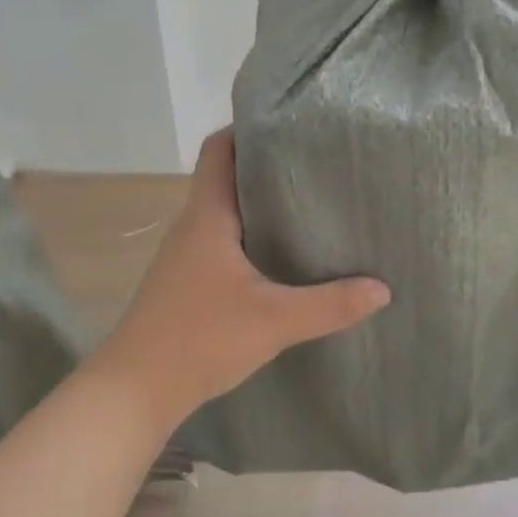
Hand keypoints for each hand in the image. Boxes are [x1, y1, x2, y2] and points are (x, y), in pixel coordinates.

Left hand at [92, 129, 390, 426]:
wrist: (135, 390)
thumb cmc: (200, 339)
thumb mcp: (275, 321)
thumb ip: (331, 305)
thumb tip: (382, 289)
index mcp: (207, 217)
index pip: (218, 150)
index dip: (246, 129)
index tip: (288, 126)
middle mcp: (191, 228)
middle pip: (224, 179)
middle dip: (265, 168)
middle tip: (315, 167)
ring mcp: (183, 257)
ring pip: (223, 215)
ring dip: (257, 207)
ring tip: (305, 208)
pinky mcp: (184, 284)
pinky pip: (219, 244)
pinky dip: (247, 240)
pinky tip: (277, 261)